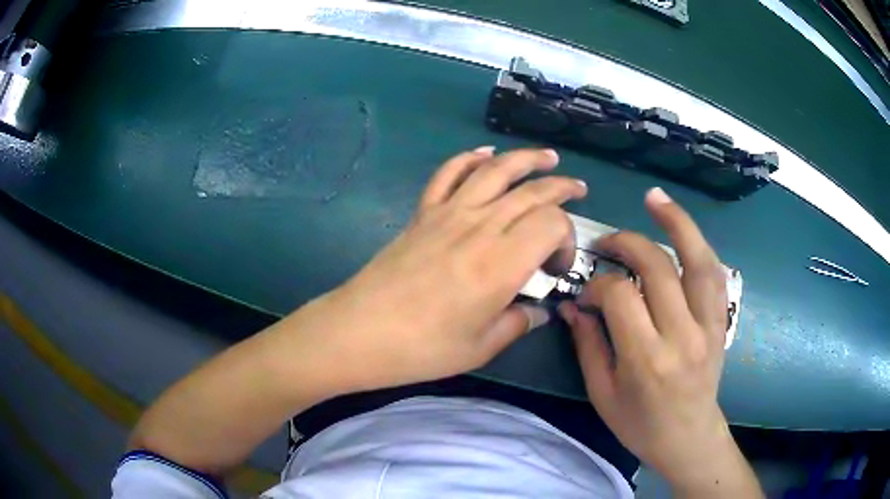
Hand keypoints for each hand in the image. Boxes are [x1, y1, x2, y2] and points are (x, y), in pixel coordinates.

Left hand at [312, 147, 585, 390]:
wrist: (360, 331)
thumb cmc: (422, 348)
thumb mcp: (481, 347)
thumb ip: (518, 323)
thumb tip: (538, 312)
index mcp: (501, 263)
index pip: (552, 223)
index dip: (567, 239)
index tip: (555, 269)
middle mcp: (480, 227)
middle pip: (531, 191)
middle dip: (561, 187)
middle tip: (578, 190)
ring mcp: (448, 214)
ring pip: (495, 171)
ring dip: (526, 159)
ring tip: (548, 156)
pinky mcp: (423, 213)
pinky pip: (448, 174)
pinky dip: (469, 159)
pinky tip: (485, 154)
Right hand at [559, 188, 760, 496]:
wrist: (688, 438)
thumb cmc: (640, 425)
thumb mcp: (602, 394)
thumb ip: (589, 345)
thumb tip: (574, 305)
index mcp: (646, 359)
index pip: (620, 296)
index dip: (598, 285)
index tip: (586, 293)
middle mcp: (681, 335)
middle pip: (657, 268)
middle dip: (628, 244)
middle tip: (608, 242)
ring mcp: (707, 326)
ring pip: (698, 261)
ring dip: (678, 223)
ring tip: (656, 199)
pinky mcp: (720, 323)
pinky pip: (714, 275)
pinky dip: (700, 246)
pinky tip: (685, 231)